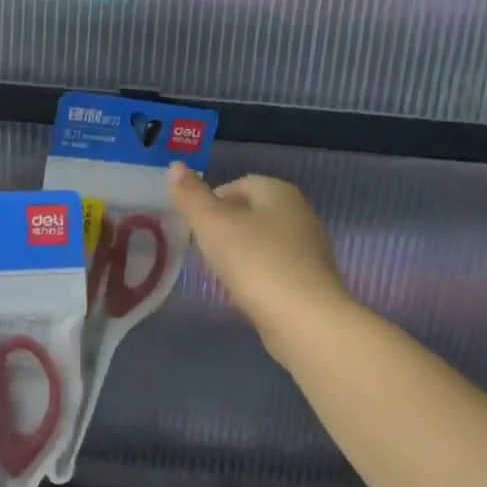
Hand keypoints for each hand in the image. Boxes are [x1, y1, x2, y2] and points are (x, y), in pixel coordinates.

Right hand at [167, 164, 350, 364]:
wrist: (304, 320)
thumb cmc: (256, 262)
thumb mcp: (213, 225)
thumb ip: (192, 196)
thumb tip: (175, 165)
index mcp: (279, 192)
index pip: (238, 184)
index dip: (211, 201)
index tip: (193, 226)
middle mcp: (299, 214)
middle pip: (251, 214)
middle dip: (224, 229)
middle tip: (201, 250)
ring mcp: (308, 250)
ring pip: (262, 243)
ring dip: (239, 254)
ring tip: (217, 274)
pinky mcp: (310, 282)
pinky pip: (273, 270)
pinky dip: (255, 277)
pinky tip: (241, 295)